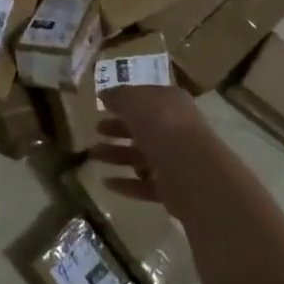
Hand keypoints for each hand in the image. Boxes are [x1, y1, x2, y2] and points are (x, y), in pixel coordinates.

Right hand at [89, 84, 205, 213]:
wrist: (190, 168)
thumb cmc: (160, 124)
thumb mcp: (133, 100)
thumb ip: (118, 96)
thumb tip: (105, 95)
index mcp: (170, 102)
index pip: (146, 99)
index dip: (124, 101)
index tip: (103, 106)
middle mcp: (175, 128)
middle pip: (142, 127)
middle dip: (118, 128)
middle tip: (96, 130)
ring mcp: (175, 159)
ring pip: (141, 155)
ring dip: (116, 155)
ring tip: (93, 156)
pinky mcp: (172, 188)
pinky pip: (144, 184)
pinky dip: (126, 183)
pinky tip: (106, 182)